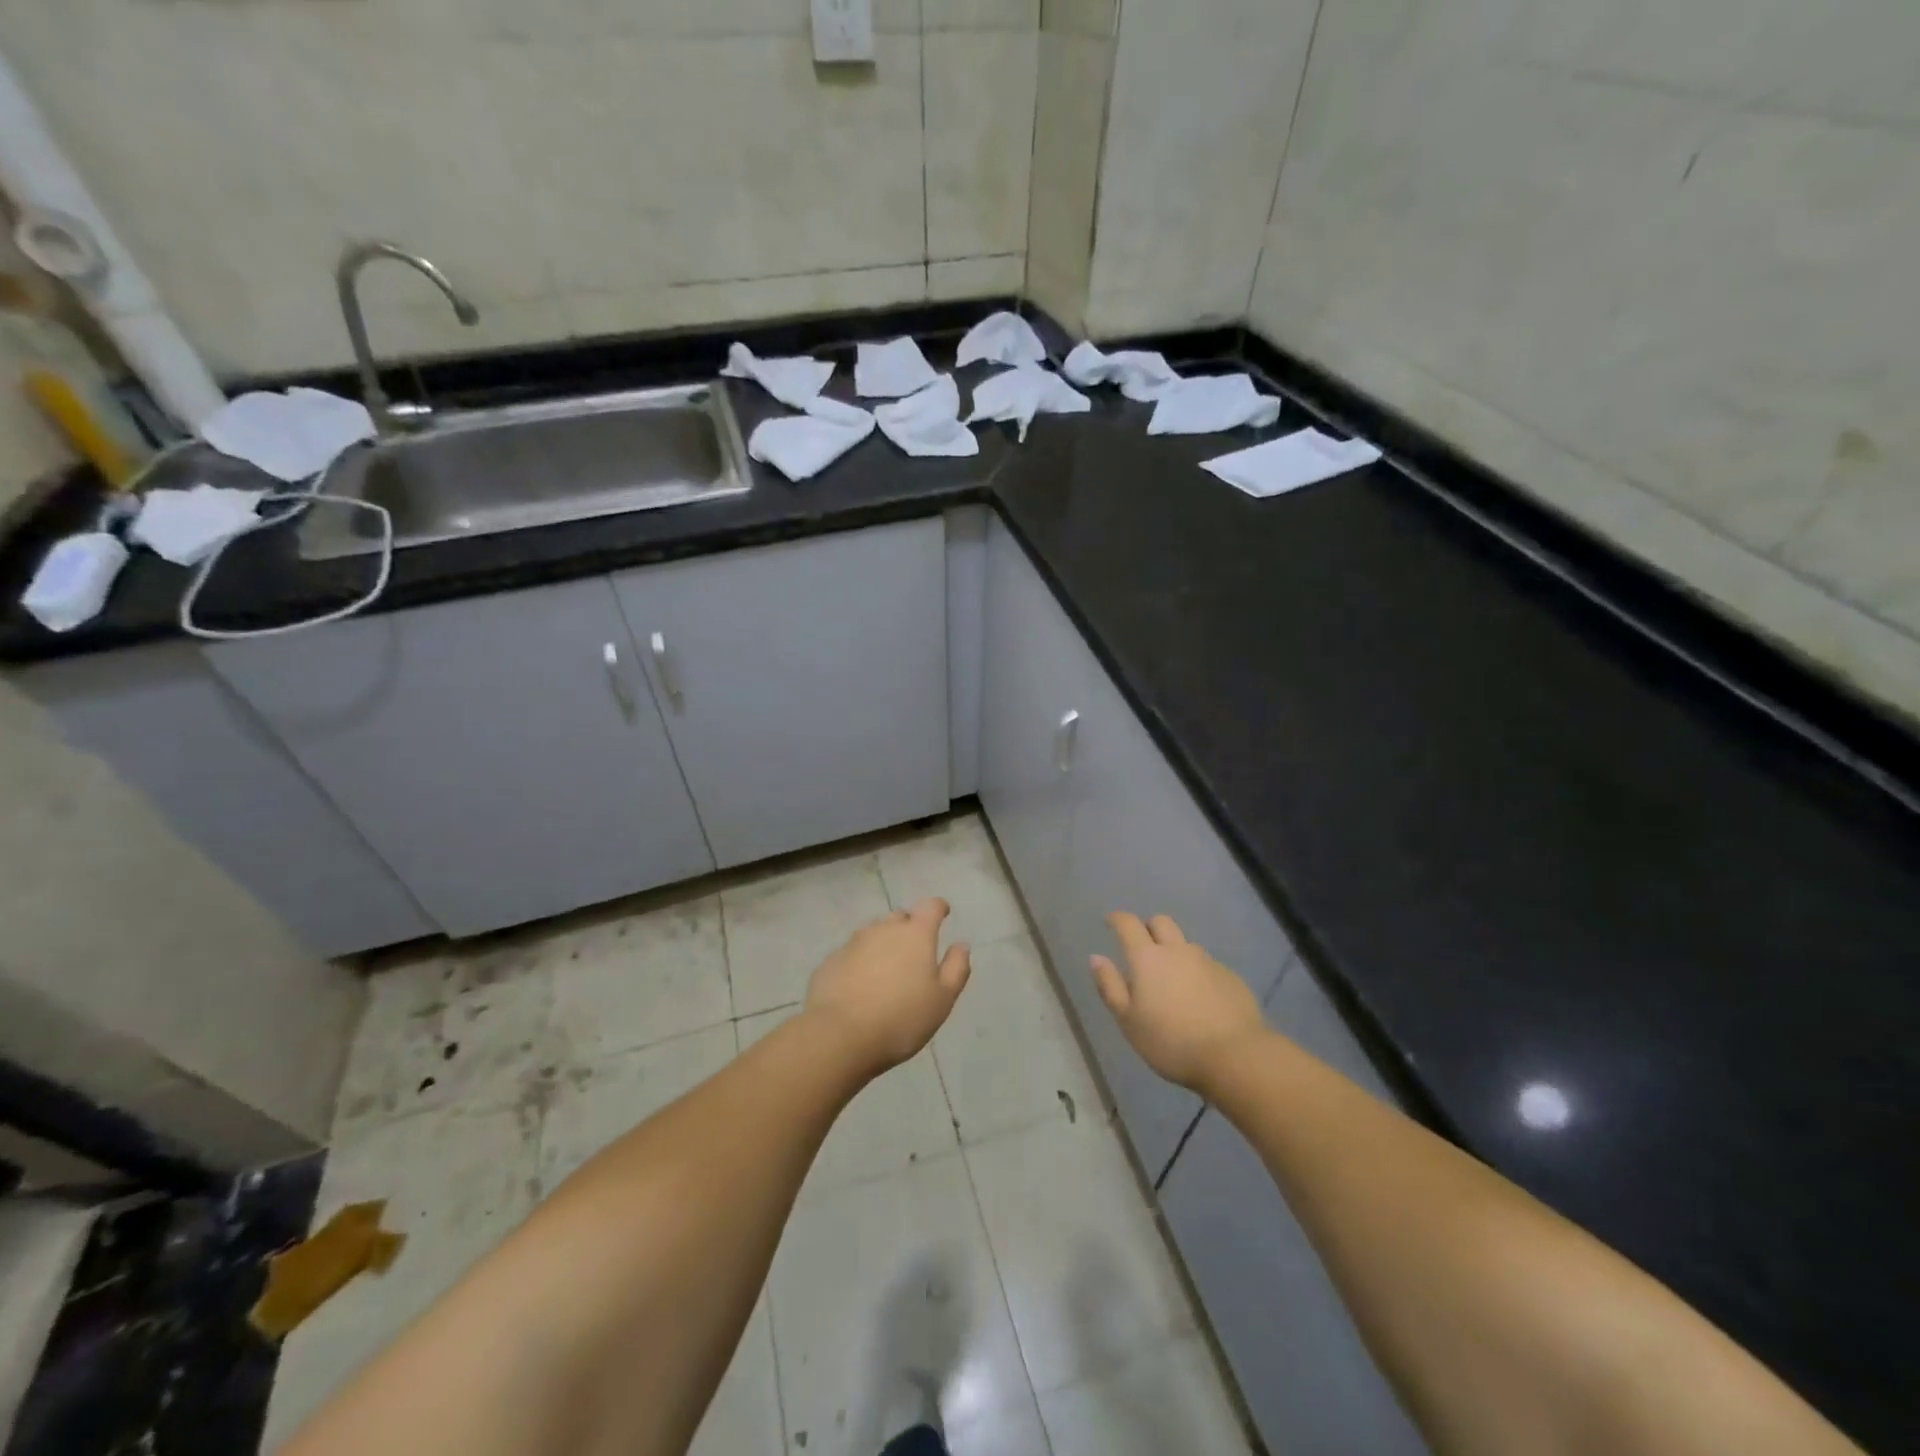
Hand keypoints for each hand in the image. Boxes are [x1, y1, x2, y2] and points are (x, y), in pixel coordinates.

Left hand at [805, 899, 971, 1076]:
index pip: (930, 906)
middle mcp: (883, 929)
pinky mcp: (831, 961)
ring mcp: (853, 943)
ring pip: (873, 934)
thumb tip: (961, 945)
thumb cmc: (901, 1018)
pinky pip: (852, 954)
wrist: (839, 1036)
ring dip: (883, 944)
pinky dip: (860, 962)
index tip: (943, 913)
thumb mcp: (942, 999)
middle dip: (909, 927)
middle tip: (914, 952)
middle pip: (900, 917)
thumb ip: (956, 968)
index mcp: (915, 935)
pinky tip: (860, 986)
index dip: (938, 908)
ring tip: (887, 971)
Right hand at [1091, 912, 1266, 1092]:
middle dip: (1148, 928)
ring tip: (1173, 980)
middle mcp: (1177, 951)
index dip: (1117, 919)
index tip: (1110, 922)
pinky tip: (1200, 999)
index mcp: (1147, 958)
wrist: (1235, 1056)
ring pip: (1186, 944)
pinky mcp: (1230, 977)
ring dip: (1175, 952)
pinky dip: (1198, 973)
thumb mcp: (1128, 1021)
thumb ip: (1110, 986)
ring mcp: (1207, 962)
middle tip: (1142, 949)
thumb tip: (1096, 958)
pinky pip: (1208, 965)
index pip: (1128, 924)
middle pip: (1161, 922)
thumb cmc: (1171, 1042)